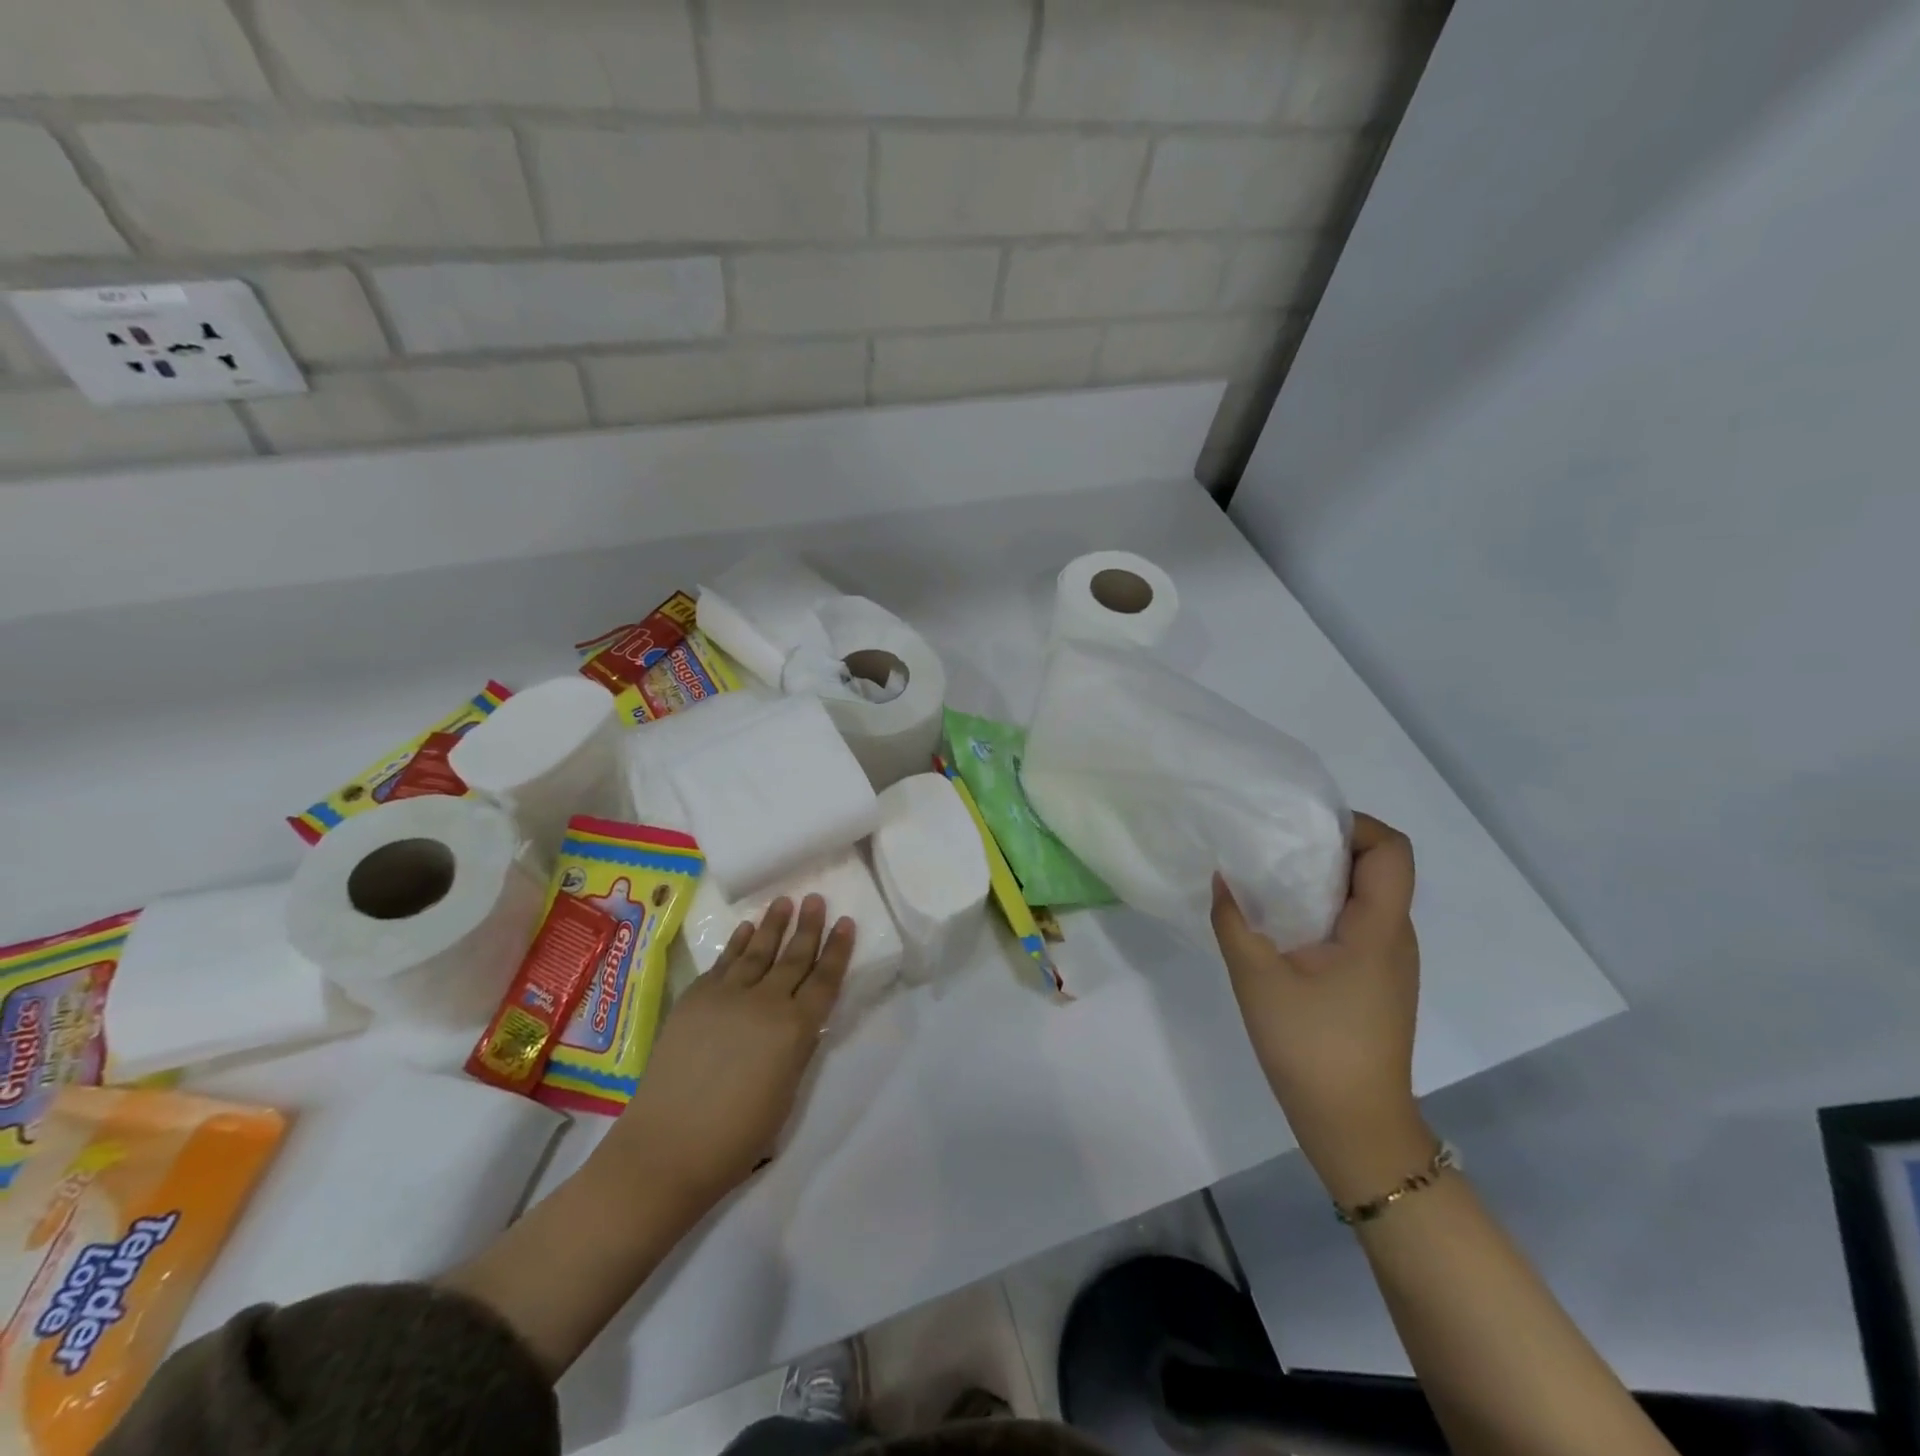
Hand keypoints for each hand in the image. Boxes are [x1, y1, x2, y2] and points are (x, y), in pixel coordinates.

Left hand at [608, 895, 853, 1209]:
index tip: (846, 922)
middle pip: (794, 957)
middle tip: (816, 899)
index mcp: (796, 1029)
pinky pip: (723, 962)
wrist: (666, 1147)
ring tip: (785, 901)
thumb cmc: (737, 1136)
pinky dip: (738, 944)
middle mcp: (766, 1002)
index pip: (825, 979)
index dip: (838, 950)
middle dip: (808, 926)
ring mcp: (726, 996)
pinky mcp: (695, 998)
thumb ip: (797, 1048)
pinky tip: (746, 929)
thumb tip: (800, 1021)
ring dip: (773, 925)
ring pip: (758, 951)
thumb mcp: (786, 1092)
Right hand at [1212, 813, 1431, 1203]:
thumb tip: (1223, 877)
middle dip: (1327, 848)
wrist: (1354, 1126)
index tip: (1301, 829)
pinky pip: (1356, 925)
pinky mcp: (1375, 981)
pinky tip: (1281, 927)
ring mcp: (1389, 962)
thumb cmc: (1312, 1046)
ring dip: (1322, 881)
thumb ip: (1234, 921)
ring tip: (1269, 883)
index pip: (1392, 849)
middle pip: (1378, 868)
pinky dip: (1322, 911)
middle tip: (1272, 849)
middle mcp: (1395, 936)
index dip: (1354, 825)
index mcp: (1379, 927)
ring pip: (1365, 897)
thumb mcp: (1257, 978)